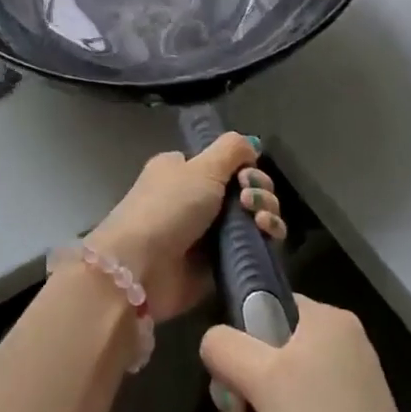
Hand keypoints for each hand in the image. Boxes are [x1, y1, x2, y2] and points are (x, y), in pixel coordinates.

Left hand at [85, 133, 287, 319]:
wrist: (143, 266)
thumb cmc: (168, 207)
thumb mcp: (201, 168)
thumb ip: (231, 150)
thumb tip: (252, 144)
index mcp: (183, 170)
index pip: (225, 163)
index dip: (244, 167)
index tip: (246, 175)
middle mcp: (195, 198)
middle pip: (243, 189)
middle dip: (259, 190)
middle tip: (250, 200)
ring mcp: (207, 233)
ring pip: (252, 218)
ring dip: (266, 213)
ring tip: (261, 221)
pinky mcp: (219, 264)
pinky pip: (252, 248)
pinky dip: (265, 240)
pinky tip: (267, 236)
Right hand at [202, 296, 410, 411]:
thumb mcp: (263, 377)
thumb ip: (224, 346)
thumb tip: (212, 342)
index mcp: (326, 323)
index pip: (267, 303)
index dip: (240, 333)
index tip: (231, 367)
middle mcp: (333, 353)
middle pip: (259, 355)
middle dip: (238, 393)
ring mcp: (336, 400)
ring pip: (266, 398)